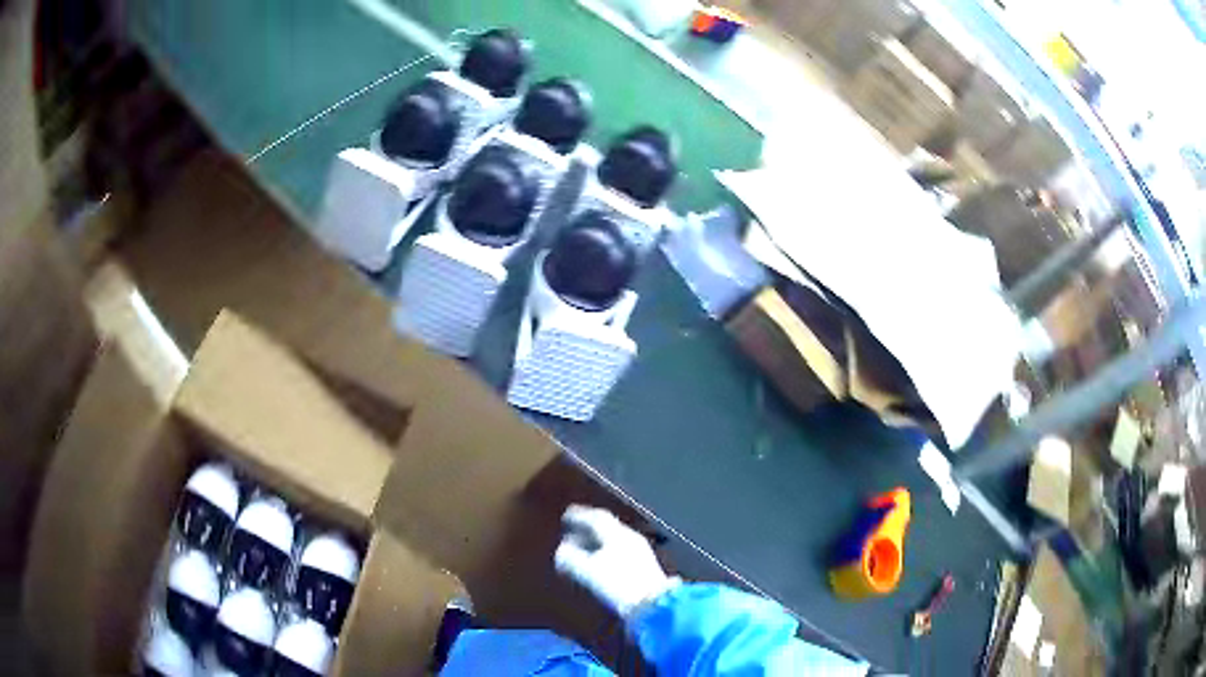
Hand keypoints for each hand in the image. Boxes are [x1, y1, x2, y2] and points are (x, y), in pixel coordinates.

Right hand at [554, 504, 678, 618]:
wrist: (653, 605)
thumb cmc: (619, 585)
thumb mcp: (588, 571)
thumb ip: (571, 559)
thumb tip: (561, 552)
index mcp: (618, 535)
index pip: (597, 518)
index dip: (580, 516)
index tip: (567, 516)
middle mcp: (631, 539)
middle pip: (606, 529)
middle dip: (586, 531)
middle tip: (570, 535)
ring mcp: (640, 553)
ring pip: (613, 542)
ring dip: (595, 545)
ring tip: (581, 553)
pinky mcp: (644, 568)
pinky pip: (620, 554)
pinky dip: (605, 555)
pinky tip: (598, 567)